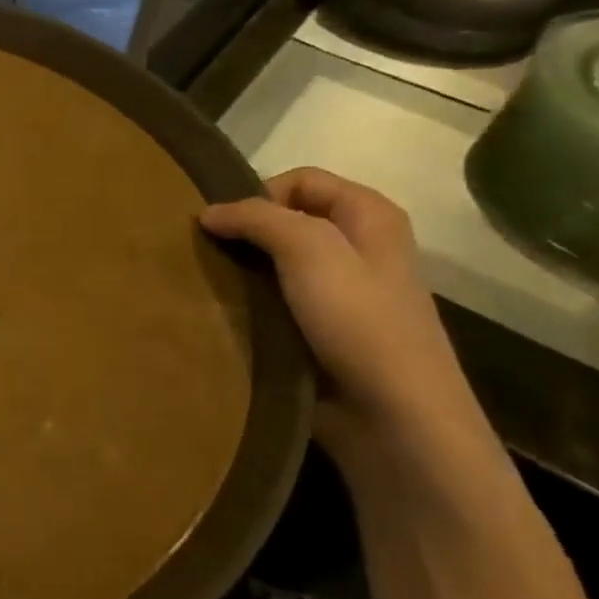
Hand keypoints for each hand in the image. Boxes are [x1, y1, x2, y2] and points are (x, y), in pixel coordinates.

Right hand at [202, 168, 483, 463]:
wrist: (394, 419)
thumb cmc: (361, 323)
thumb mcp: (310, 251)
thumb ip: (257, 218)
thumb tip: (209, 212)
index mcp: (370, 216)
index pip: (300, 179)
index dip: (259, 194)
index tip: (222, 226)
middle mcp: (358, 248)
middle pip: (286, 222)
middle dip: (244, 234)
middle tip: (205, 256)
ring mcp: (340, 295)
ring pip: (276, 265)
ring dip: (242, 273)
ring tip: (206, 286)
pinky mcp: (321, 333)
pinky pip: (275, 305)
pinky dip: (249, 306)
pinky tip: (225, 317)